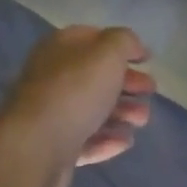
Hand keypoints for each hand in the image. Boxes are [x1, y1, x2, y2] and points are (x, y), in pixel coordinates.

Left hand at [0, 27, 154, 186]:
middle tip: (150, 91)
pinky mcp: (54, 148)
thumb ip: (123, 42)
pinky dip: (107, 139)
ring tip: (141, 120)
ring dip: (122, 112)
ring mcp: (51, 115)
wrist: (36, 148)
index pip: (93, 38)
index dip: (122, 45)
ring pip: (93, 110)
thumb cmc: (75, 93)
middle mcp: (52, 78)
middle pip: (95, 77)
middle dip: (127, 83)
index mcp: (60, 49)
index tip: (147, 59)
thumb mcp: (106, 55)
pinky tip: (125, 141)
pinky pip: (86, 140)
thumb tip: (133, 46)